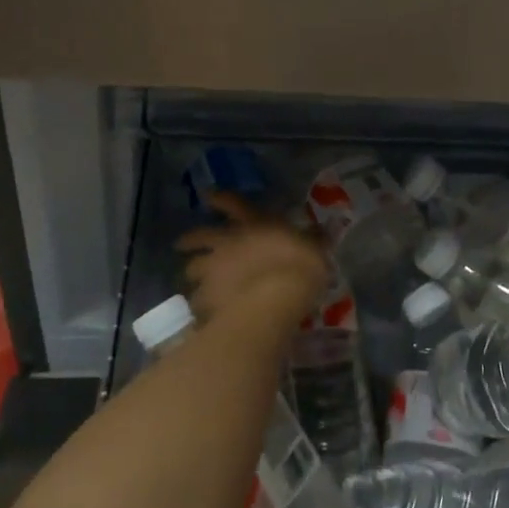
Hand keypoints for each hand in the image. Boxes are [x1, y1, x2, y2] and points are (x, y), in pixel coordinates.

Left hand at [175, 195, 328, 337]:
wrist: (277, 296)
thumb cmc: (300, 264)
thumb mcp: (314, 248)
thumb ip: (315, 240)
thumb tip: (326, 231)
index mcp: (253, 222)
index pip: (232, 203)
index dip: (219, 198)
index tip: (207, 195)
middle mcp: (226, 241)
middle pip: (198, 236)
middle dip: (189, 239)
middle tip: (182, 244)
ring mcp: (212, 269)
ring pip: (191, 269)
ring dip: (193, 273)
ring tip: (195, 282)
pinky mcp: (207, 297)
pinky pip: (198, 301)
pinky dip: (201, 305)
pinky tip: (205, 312)